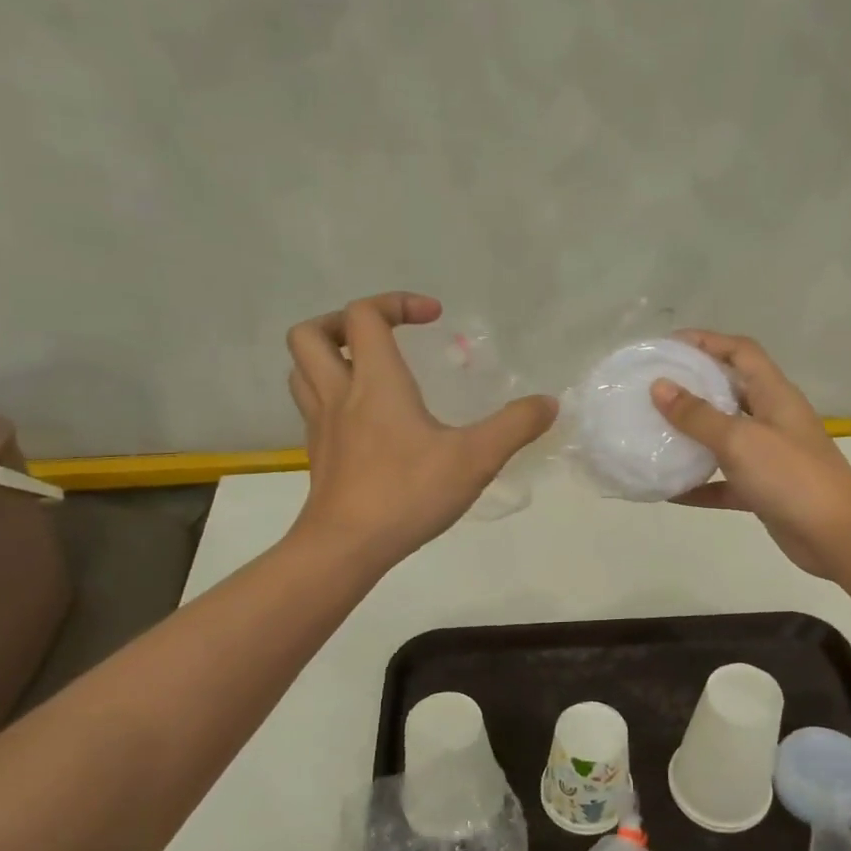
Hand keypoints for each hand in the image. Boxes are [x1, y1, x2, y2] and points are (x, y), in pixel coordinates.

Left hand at [286, 293, 556, 567]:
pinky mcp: (318, 456)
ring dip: (328, 357)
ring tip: (365, 370)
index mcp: (374, 381)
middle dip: (341, 322)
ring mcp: (320, 426)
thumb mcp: (475, 459)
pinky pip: (312, 408)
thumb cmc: (408, 493)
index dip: (397, 303)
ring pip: (301, 370)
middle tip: (380, 337)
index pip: (365, 315)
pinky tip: (364, 422)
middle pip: (310, 334)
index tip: (433, 318)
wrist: (346, 547)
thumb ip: (515, 426)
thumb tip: (549, 403)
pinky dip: (331, 398)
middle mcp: (338, 394)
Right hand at [650, 331, 850, 577]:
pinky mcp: (763, 491)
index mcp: (774, 395)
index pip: (741, 352)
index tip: (667, 346)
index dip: (707, 341)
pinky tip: (667, 491)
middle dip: (693, 388)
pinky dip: (698, 485)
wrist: (838, 536)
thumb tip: (659, 387)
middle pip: (730, 392)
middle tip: (652, 390)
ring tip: (653, 433)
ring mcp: (769, 457)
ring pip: (724, 438)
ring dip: (692, 437)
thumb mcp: (740, 440)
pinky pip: (724, 482)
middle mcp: (772, 419)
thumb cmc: (791, 476)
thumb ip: (698, 416)